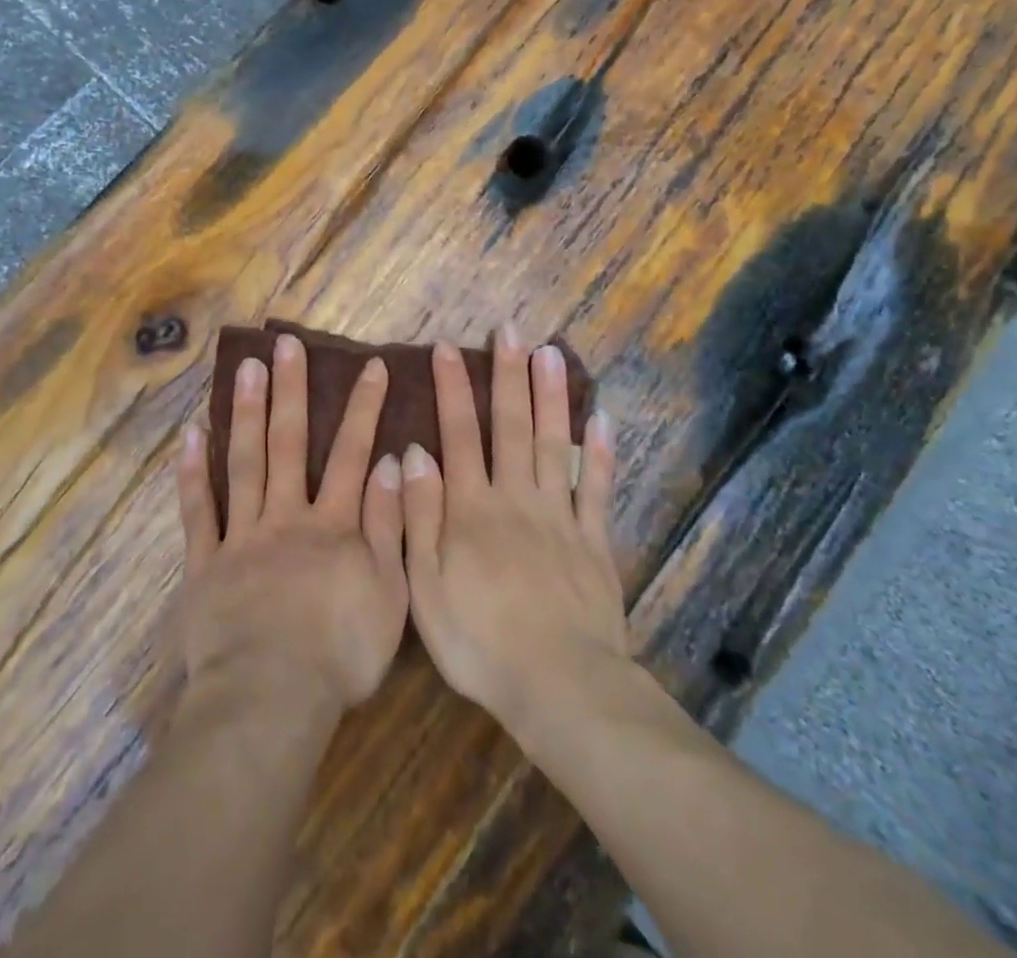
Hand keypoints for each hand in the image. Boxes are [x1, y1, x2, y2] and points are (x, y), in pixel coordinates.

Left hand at [173, 333, 408, 722]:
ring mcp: (242, 535)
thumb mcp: (389, 593)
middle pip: (288, 443)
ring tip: (245, 367)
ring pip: (244, 462)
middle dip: (291, 390)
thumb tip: (393, 463)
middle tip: (286, 344)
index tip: (370, 365)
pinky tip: (192, 432)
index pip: (351, 454)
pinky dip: (193, 471)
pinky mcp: (206, 562)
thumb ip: (388, 525)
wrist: (271, 697)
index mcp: (332, 525)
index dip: (363, 408)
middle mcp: (286, 516)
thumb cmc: (340, 653)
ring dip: (246, 412)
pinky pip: (198, 509)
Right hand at [402, 326, 628, 746]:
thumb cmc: (479, 640)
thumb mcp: (425, 584)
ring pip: (555, 443)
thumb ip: (419, 515)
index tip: (448, 348)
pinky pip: (599, 488)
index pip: (459, 433)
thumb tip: (414, 452)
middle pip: (511, 426)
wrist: (559, 687)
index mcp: (471, 508)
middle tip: (510, 330)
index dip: (452, 388)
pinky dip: (602, 452)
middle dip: (508, 375)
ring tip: (551, 352)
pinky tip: (602, 418)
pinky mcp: (595, 541)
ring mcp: (560, 516)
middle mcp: (516, 497)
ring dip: (551, 395)